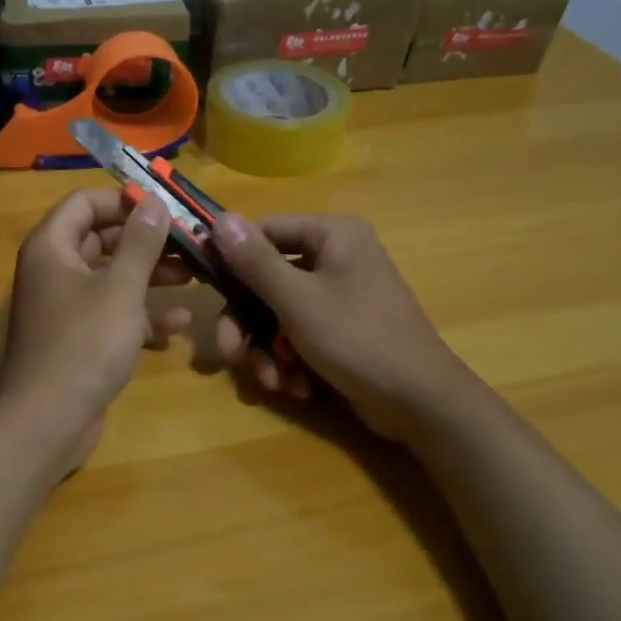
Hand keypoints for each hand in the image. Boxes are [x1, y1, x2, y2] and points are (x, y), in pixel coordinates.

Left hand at [0, 189, 191, 471]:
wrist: (48, 420)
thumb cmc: (84, 344)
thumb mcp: (120, 288)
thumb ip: (140, 243)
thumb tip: (155, 203)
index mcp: (51, 247)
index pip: (85, 202)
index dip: (124, 201)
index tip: (165, 209)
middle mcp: (54, 270)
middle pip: (101, 239)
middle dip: (146, 241)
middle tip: (189, 243)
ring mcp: (65, 307)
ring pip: (111, 279)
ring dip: (150, 277)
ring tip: (194, 276)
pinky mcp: (78, 339)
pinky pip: (112, 314)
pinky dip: (142, 315)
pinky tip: (181, 323)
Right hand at [210, 213, 467, 442]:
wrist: (419, 403)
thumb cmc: (357, 339)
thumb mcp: (297, 300)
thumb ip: (254, 261)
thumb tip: (218, 218)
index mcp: (332, 235)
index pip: (264, 231)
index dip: (230, 258)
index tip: (201, 285)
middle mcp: (335, 257)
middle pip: (266, 280)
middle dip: (248, 324)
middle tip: (230, 353)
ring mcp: (339, 295)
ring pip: (278, 314)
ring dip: (267, 350)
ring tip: (272, 381)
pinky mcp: (340, 329)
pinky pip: (298, 335)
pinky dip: (290, 361)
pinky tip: (297, 387)